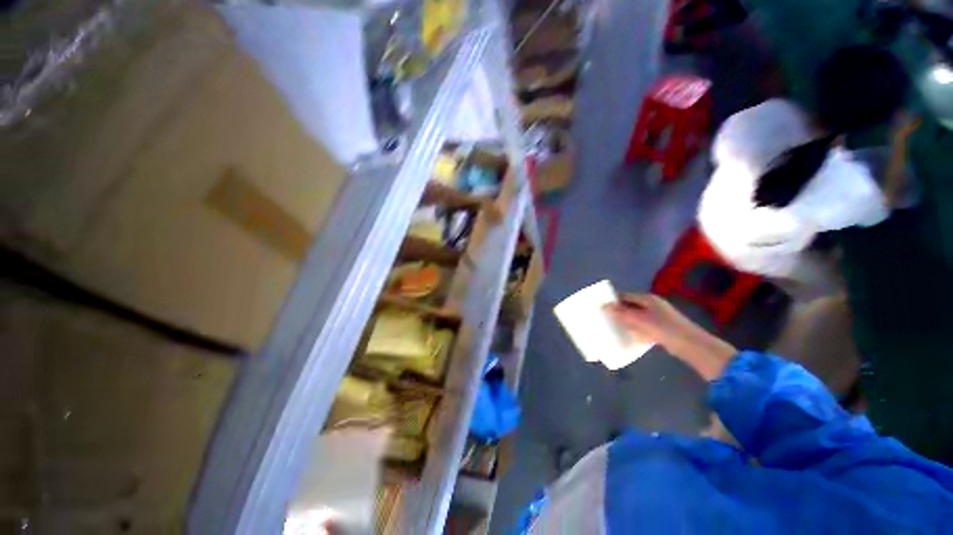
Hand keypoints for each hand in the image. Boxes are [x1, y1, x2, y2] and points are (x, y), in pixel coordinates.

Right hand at [606, 294, 735, 379]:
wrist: (690, 345)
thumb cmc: (663, 328)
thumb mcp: (639, 319)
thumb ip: (620, 313)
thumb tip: (603, 306)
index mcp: (647, 299)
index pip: (625, 296)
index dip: (613, 300)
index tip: (600, 306)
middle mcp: (652, 305)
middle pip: (630, 306)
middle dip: (618, 312)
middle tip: (604, 318)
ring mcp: (657, 317)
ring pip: (635, 318)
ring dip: (625, 323)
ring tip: (612, 328)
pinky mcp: (660, 329)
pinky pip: (642, 327)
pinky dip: (634, 331)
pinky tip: (627, 337)